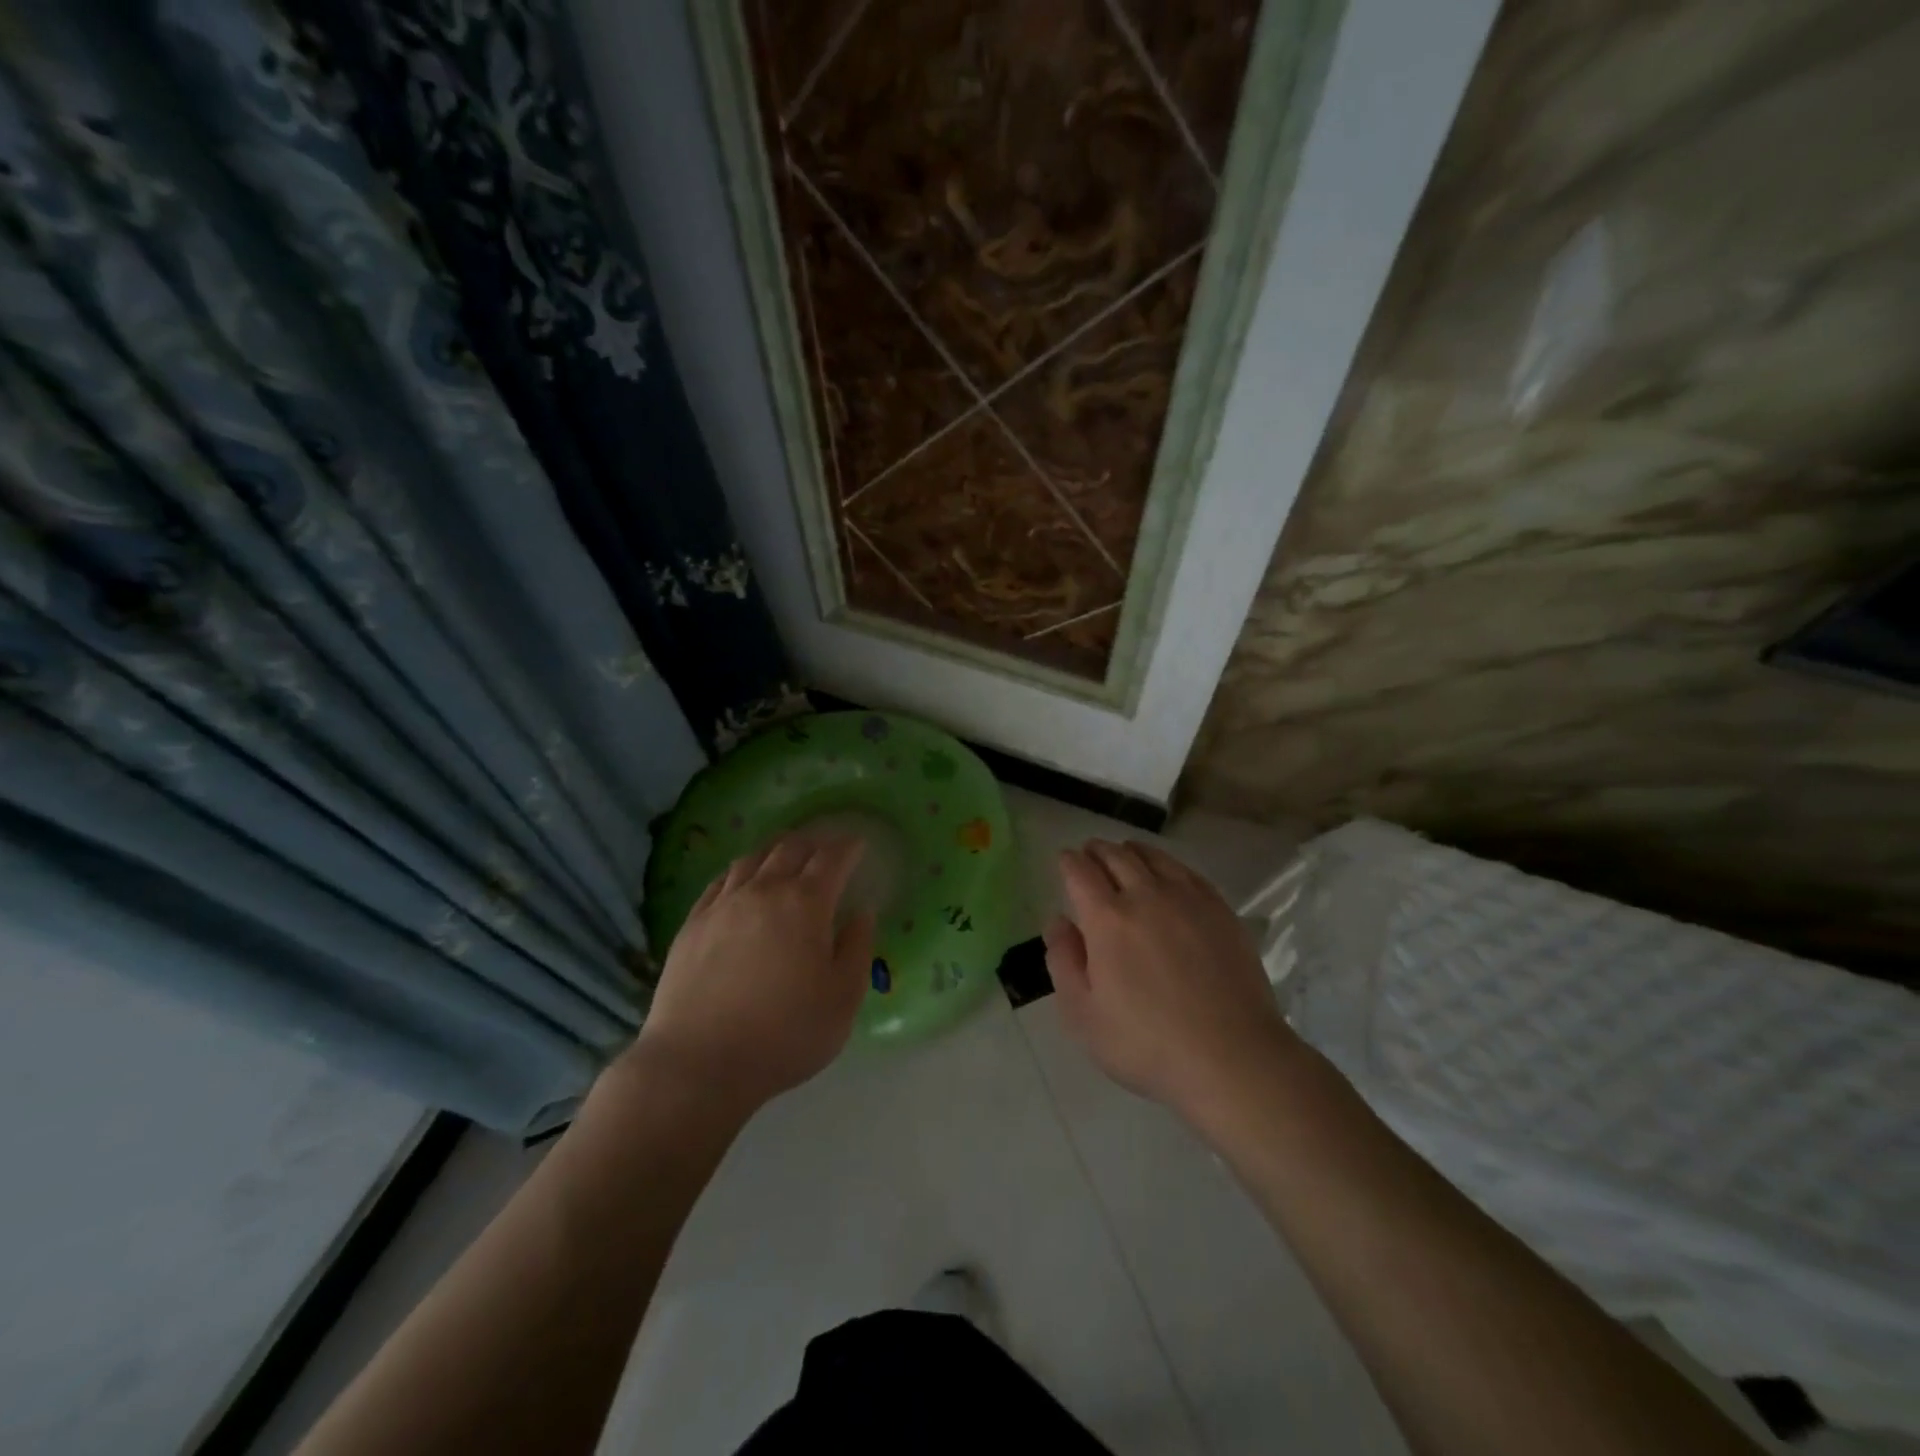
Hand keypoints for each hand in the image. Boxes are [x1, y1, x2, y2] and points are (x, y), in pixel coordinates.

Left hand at [630, 833, 874, 1115]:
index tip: (858, 844)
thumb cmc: (784, 1035)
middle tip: (826, 847)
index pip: (832, 859)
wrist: (698, 1063)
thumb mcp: (842, 1000)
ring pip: (751, 858)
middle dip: (813, 842)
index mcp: (805, 904)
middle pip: (790, 848)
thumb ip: (857, 950)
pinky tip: (741, 880)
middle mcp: (763, 891)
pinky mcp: (692, 924)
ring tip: (785, 854)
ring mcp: (722, 905)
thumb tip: (861, 914)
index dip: (848, 847)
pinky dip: (740, 871)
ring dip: (775, 850)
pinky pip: (719, 881)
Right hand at [1045, 839, 1297, 1123]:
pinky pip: (1187, 871)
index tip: (1064, 860)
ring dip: (1131, 851)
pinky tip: (1167, 873)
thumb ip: (1063, 962)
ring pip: (1153, 857)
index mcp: (1107, 918)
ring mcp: (1188, 899)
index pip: (1080, 872)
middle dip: (1097, 850)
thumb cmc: (1147, 1043)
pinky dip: (1167, 864)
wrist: (1232, 1057)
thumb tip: (1059, 921)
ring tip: (1124, 854)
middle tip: (1089, 853)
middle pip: (1116, 856)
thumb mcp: (1083, 1015)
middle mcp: (1146, 895)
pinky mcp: (1220, 910)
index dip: (1068, 861)